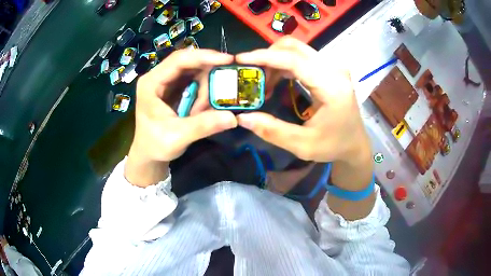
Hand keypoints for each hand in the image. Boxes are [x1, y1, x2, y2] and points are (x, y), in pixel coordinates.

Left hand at [125, 49, 236, 186]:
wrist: (148, 153)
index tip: (227, 60)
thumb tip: (232, 117)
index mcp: (151, 83)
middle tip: (226, 82)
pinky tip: (204, 105)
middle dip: (208, 71)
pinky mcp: (173, 87)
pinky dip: (203, 90)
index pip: (178, 60)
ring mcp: (165, 81)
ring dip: (205, 85)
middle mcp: (157, 77)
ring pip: (193, 70)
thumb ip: (203, 125)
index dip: (203, 57)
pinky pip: (193, 80)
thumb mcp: (178, 137)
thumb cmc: (155, 145)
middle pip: (188, 61)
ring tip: (205, 108)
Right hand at [235, 37, 369, 166]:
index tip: (241, 59)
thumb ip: (273, 131)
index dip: (266, 56)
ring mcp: (333, 66)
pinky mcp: (329, 68)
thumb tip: (242, 117)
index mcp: (332, 87)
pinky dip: (283, 63)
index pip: (295, 60)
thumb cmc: (334, 146)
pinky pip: (301, 56)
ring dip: (274, 60)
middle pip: (294, 47)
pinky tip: (275, 79)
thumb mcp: (303, 145)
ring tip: (263, 83)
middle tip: (251, 76)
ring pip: (296, 49)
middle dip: (267, 57)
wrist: (355, 143)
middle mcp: (335, 69)